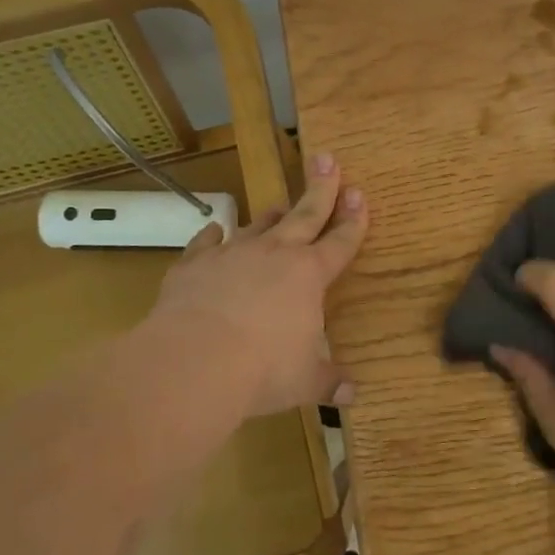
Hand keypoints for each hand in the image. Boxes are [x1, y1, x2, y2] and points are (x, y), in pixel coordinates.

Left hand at [142, 151, 367, 422]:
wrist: (194, 361)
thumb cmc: (263, 371)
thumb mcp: (304, 382)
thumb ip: (328, 382)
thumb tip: (352, 396)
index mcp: (309, 275)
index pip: (340, 241)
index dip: (354, 219)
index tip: (360, 194)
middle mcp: (274, 254)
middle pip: (305, 213)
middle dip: (320, 186)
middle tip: (327, 158)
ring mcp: (232, 253)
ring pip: (258, 224)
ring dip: (271, 215)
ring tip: (277, 205)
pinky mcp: (194, 263)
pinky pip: (206, 242)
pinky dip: (213, 236)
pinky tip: (214, 232)